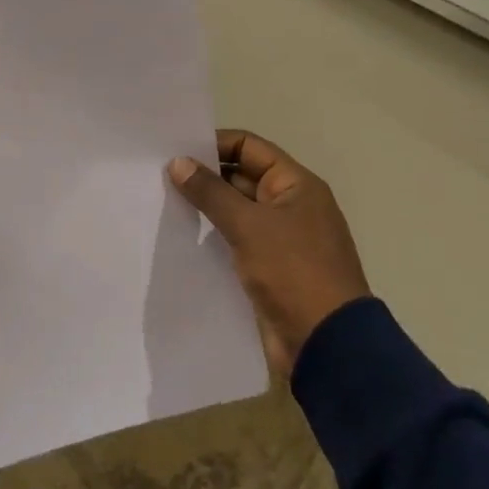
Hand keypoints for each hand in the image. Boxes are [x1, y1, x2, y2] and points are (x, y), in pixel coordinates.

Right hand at [168, 129, 371, 375]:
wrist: (327, 344)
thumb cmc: (293, 272)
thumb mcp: (249, 225)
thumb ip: (211, 192)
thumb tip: (178, 162)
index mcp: (296, 185)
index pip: (249, 147)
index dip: (214, 144)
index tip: (175, 151)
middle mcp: (290, 205)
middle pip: (242, 176)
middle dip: (205, 176)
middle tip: (161, 177)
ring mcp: (281, 238)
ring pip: (237, 211)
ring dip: (206, 208)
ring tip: (164, 203)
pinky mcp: (270, 268)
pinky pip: (237, 240)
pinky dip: (213, 236)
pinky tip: (182, 238)